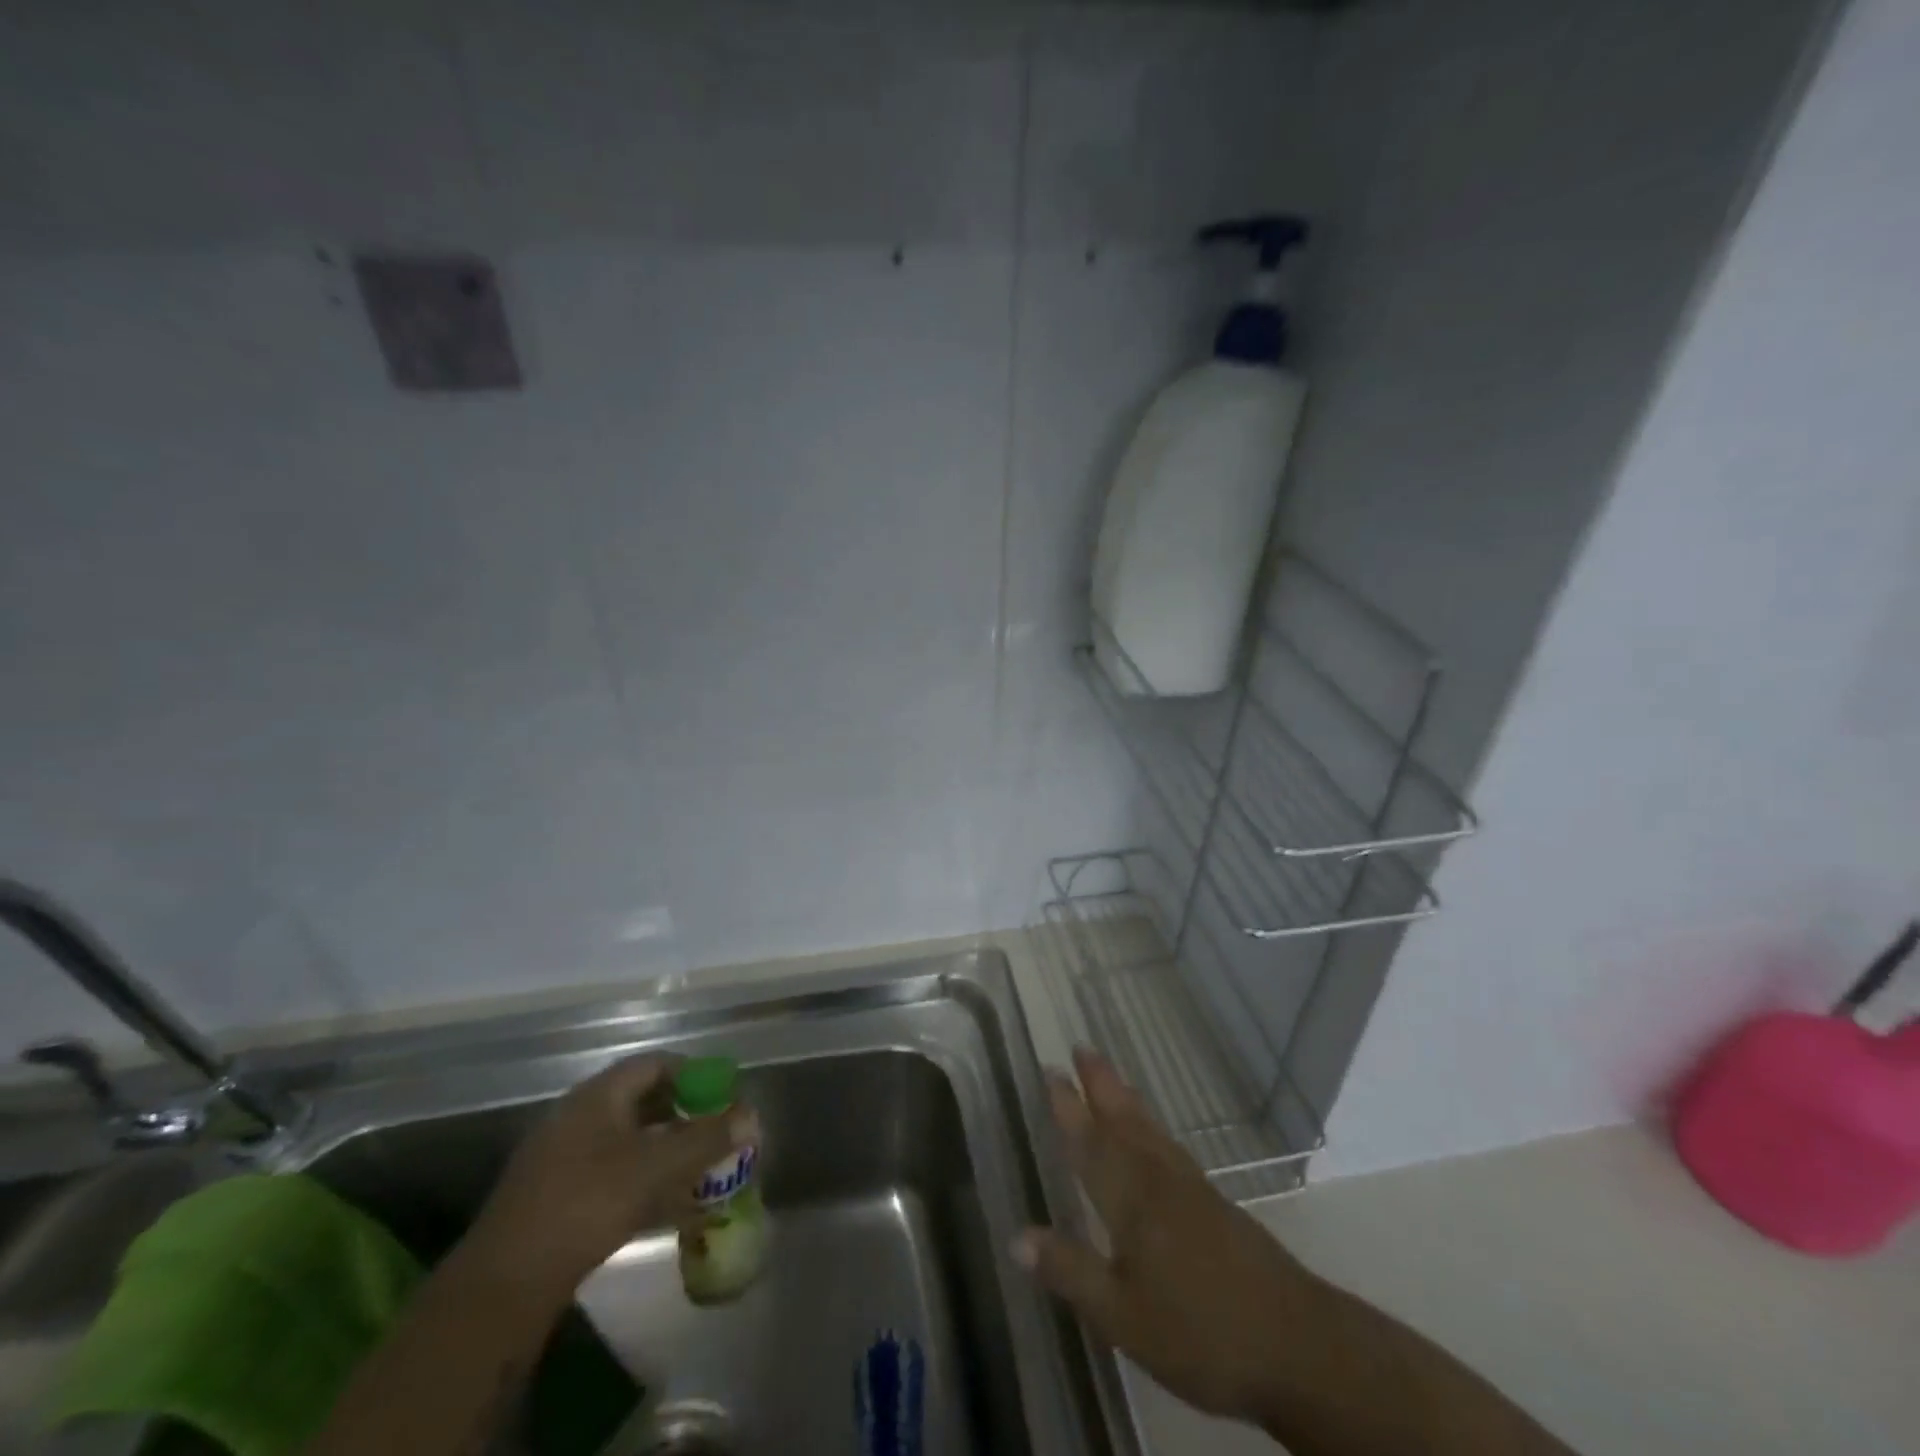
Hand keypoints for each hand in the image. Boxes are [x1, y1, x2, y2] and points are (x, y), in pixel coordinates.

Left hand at [465, 1054, 756, 1299]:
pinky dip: (644, 1182)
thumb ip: (706, 1139)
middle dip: (685, 1116)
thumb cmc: (586, 1205)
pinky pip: (613, 1174)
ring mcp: (564, 1158)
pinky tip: (668, 1208)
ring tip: (701, 1172)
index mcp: (598, 1096)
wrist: (503, 1285)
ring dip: (667, 1152)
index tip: (724, 1094)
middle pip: (643, 1102)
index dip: (694, 1074)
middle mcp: (579, 1116)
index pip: (655, 1064)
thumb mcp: (656, 1168)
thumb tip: (752, 1116)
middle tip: (717, 1134)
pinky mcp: (557, 1198)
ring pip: (629, 1142)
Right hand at [1012, 1049, 1313, 1427]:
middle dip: (1099, 1084)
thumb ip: (1070, 1272)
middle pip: (1123, 1122)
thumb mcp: (1122, 1317)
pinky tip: (1155, 1135)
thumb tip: (1015, 1236)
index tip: (1051, 1070)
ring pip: (1150, 1130)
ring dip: (1125, 1098)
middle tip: (1081, 1047)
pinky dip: (1153, 1126)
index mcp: (1131, 1200)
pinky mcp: (1216, 1204)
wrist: (1298, 1346)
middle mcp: (1158, 1181)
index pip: (1090, 1144)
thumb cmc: (1200, 1333)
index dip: (1069, 1108)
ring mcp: (1191, 1189)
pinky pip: (1170, 1146)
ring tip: (1111, 1074)